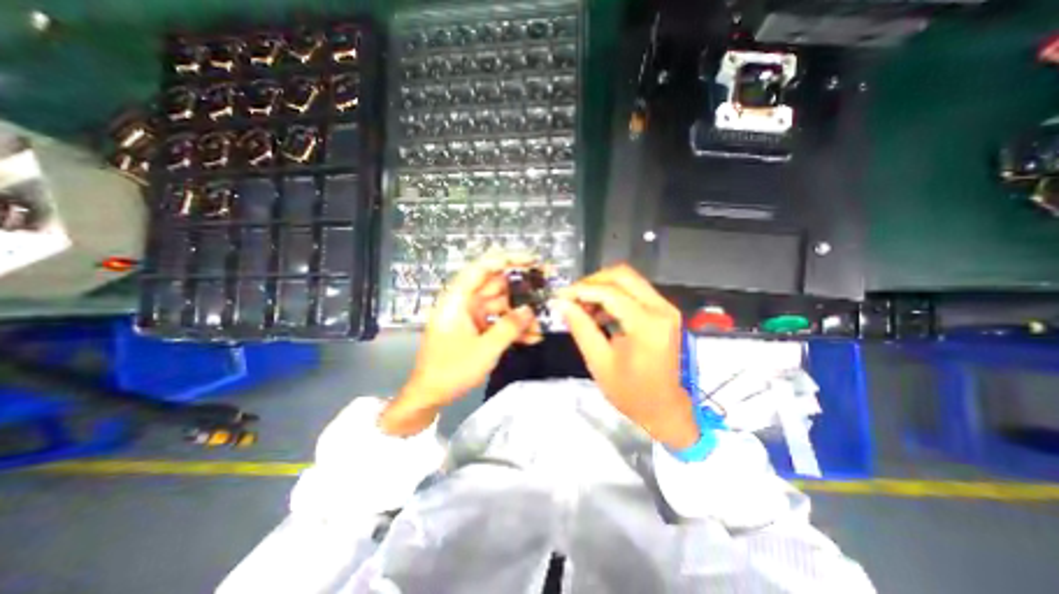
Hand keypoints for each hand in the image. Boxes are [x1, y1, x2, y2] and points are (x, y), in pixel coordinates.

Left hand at [380, 251, 537, 436]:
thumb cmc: (451, 370)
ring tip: (542, 323)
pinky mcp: (475, 328)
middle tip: (546, 290)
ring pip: (501, 306)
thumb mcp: (485, 350)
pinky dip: (512, 328)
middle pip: (496, 286)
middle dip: (521, 289)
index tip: (532, 260)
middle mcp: (464, 302)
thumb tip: (530, 310)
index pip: (482, 269)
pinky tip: (532, 338)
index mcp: (458, 299)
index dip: (507, 260)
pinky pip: (497, 321)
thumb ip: (509, 327)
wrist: (430, 396)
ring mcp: (470, 316)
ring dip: (520, 314)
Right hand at [556, 266, 700, 449]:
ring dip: (602, 287)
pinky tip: (599, 312)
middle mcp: (661, 308)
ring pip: (629, 279)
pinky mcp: (664, 311)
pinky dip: (613, 295)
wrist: (665, 409)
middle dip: (592, 282)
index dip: (581, 290)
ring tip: (582, 307)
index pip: (609, 292)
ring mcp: (666, 308)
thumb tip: (561, 303)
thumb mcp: (599, 361)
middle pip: (622, 275)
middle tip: (572, 298)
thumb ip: (580, 327)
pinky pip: (635, 291)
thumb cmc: (631, 392)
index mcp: (646, 324)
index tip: (560, 296)